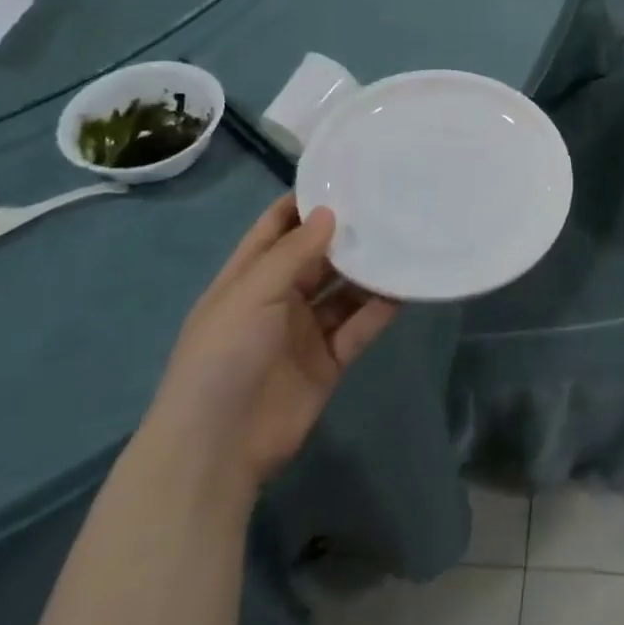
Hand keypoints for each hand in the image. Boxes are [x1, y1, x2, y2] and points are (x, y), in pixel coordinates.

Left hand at [148, 198, 397, 488]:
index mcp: (248, 278)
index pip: (277, 228)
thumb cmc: (223, 356)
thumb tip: (330, 211)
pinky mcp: (329, 361)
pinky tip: (406, 286)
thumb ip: (294, 252)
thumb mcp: (252, 294)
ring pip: (344, 291)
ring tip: (406, 240)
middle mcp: (278, 299)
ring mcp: (305, 331)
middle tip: (390, 203)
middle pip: (318, 257)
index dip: (305, 203)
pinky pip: (359, 326)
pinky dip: (381, 308)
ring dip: (370, 270)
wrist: (217, 447)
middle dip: (348, 234)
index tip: (345, 177)